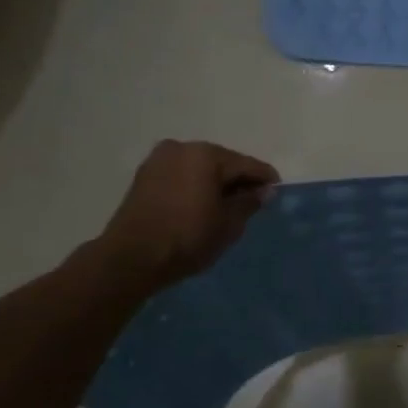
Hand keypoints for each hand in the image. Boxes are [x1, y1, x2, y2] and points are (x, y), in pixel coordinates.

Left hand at [94, 140, 279, 290]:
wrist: (130, 259)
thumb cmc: (187, 238)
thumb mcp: (229, 224)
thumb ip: (249, 202)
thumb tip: (264, 191)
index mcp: (207, 154)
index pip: (247, 164)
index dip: (266, 179)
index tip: (277, 192)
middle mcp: (183, 148)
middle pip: (223, 162)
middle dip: (238, 180)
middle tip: (251, 202)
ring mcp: (159, 160)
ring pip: (200, 168)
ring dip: (214, 183)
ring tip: (225, 206)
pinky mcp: (144, 176)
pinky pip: (181, 175)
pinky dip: (194, 186)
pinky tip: (200, 205)